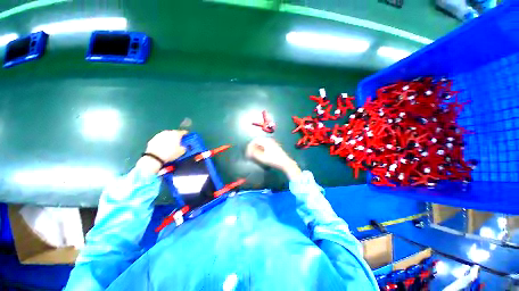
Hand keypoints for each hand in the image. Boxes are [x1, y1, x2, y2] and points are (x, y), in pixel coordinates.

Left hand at [137, 130, 187, 173]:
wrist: (154, 157)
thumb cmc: (170, 153)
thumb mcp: (182, 151)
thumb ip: (184, 147)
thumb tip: (183, 146)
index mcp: (176, 133)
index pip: (184, 132)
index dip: (186, 135)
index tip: (187, 138)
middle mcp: (168, 132)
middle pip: (175, 133)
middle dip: (177, 137)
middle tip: (179, 142)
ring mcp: (160, 134)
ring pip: (167, 135)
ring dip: (170, 138)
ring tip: (171, 145)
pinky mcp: (153, 138)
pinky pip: (161, 139)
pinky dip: (163, 141)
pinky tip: (163, 147)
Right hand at [246, 137, 301, 179]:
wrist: (286, 163)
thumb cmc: (274, 160)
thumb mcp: (262, 158)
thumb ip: (254, 154)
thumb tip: (248, 152)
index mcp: (266, 141)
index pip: (255, 141)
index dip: (249, 147)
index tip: (247, 153)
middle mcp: (269, 140)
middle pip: (258, 142)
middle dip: (253, 148)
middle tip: (250, 154)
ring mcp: (272, 143)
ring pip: (261, 144)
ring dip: (256, 149)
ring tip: (254, 156)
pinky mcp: (274, 147)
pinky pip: (265, 146)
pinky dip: (261, 150)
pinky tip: (260, 155)